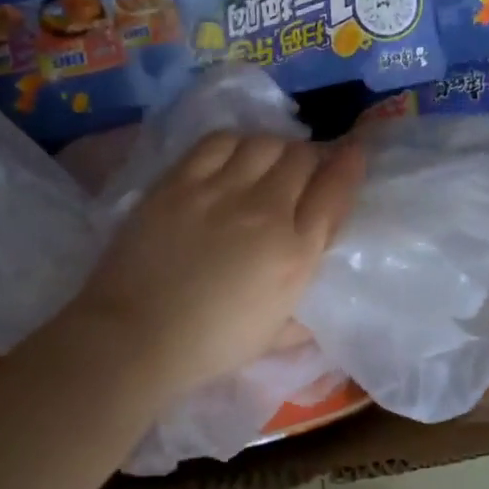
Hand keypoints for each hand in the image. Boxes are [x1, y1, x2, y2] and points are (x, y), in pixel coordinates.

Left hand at [72, 132, 363, 399]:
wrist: (136, 337)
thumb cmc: (210, 346)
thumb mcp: (274, 337)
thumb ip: (303, 319)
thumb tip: (316, 313)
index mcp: (296, 254)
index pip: (335, 190)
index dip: (349, 164)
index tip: (352, 152)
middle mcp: (267, 212)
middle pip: (301, 158)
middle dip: (308, 159)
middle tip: (299, 170)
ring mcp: (222, 191)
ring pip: (264, 143)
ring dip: (274, 148)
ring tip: (266, 161)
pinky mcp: (181, 181)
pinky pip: (218, 142)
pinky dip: (234, 142)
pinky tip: (232, 154)